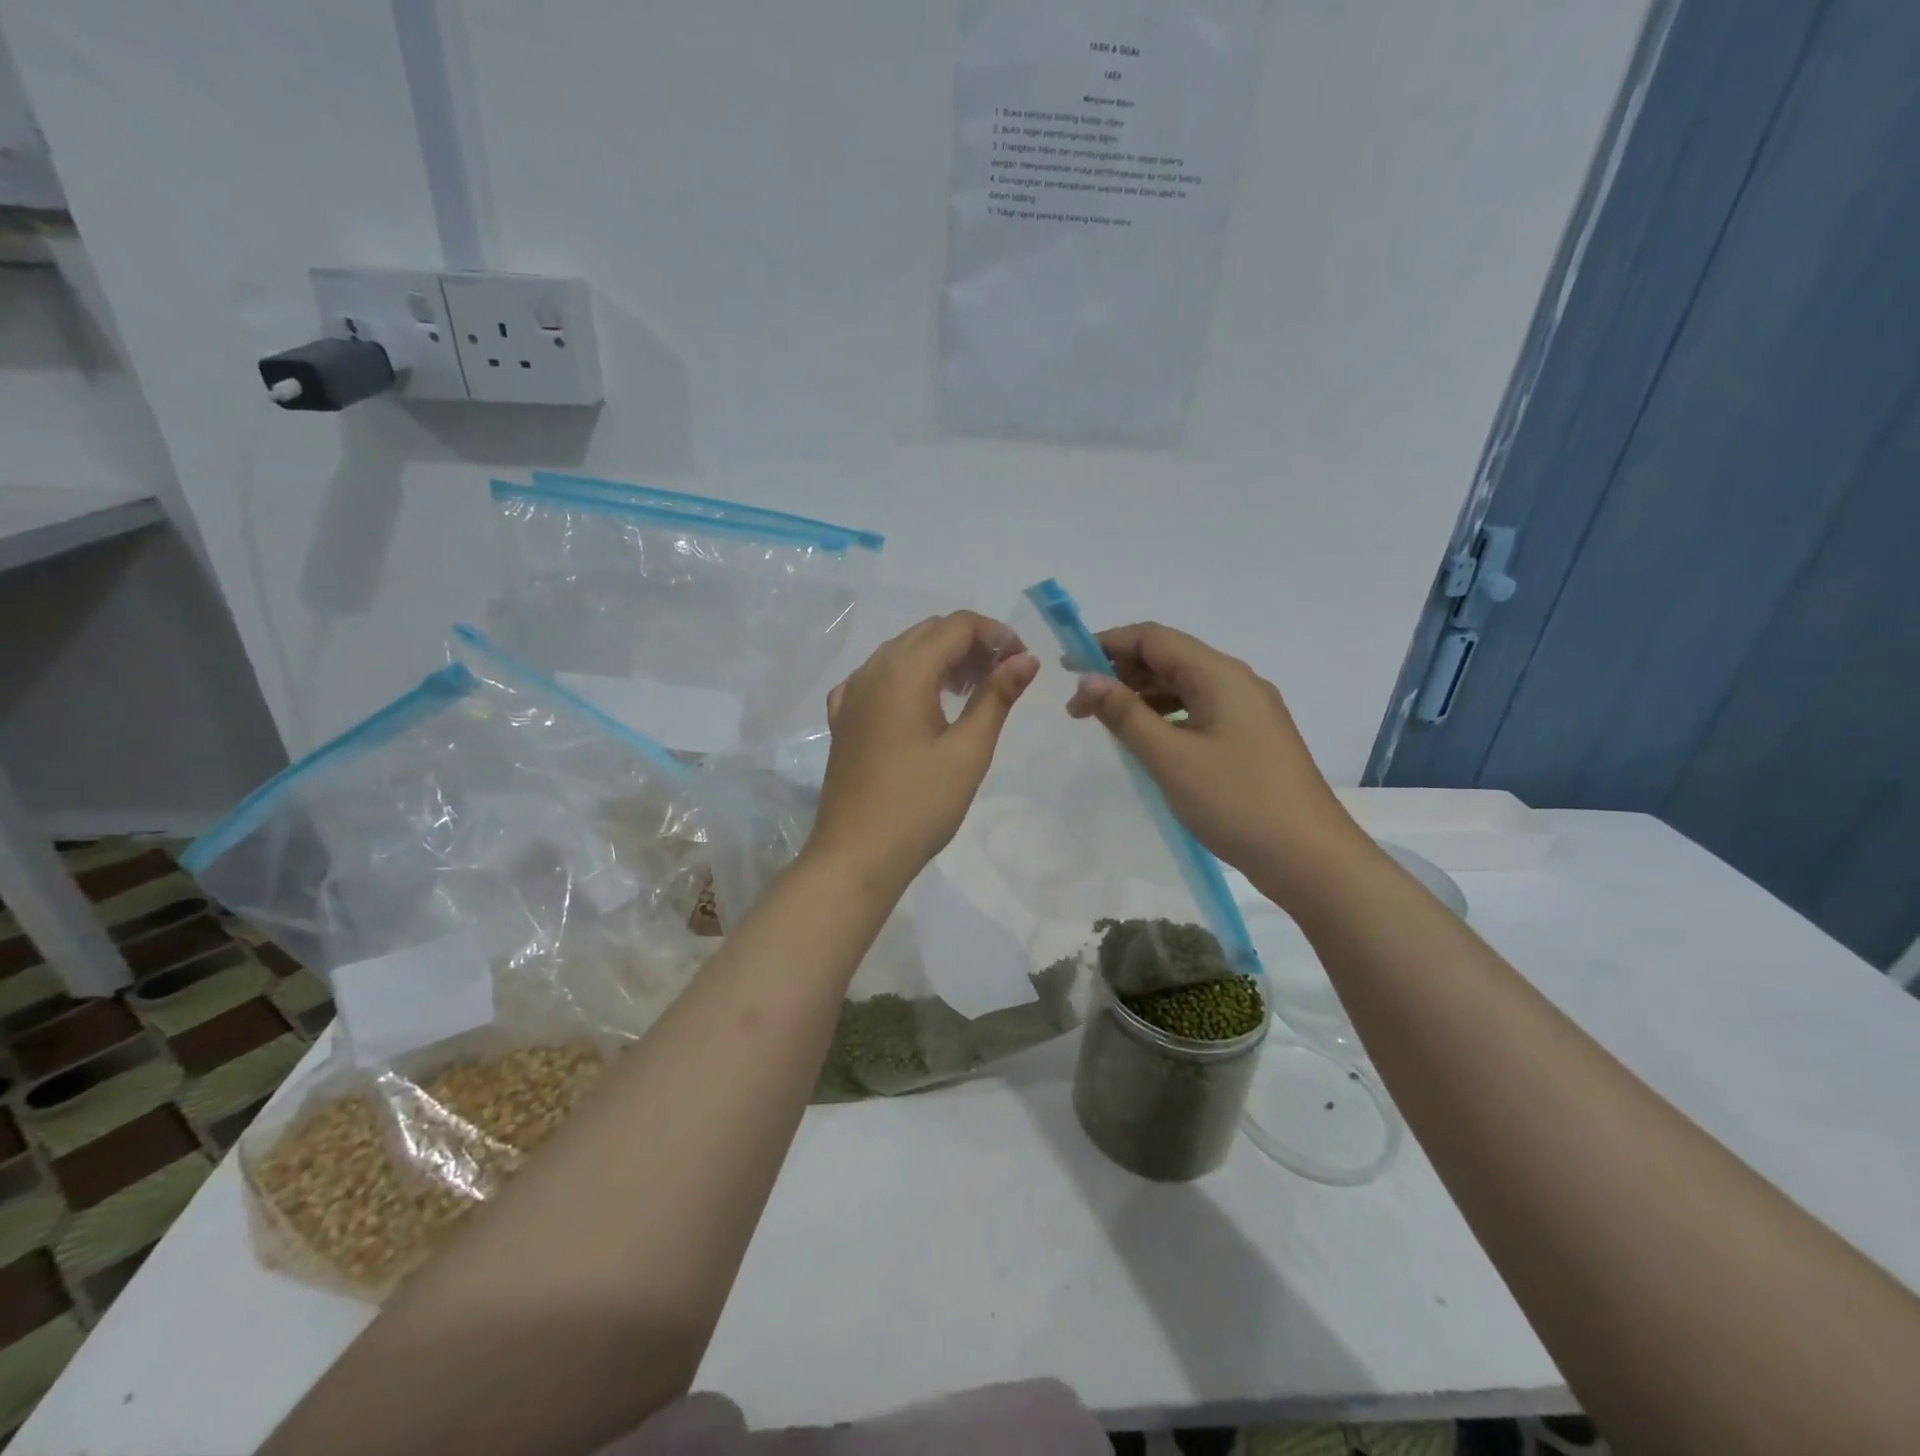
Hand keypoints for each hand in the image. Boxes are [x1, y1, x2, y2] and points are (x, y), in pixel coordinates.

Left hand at [807, 612, 1037, 893]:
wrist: (856, 855)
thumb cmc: (920, 804)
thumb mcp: (968, 750)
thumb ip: (997, 696)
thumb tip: (1026, 659)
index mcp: (903, 671)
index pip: (955, 626)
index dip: (995, 634)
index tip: (1022, 661)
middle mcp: (872, 670)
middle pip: (927, 633)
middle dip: (969, 644)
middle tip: (1002, 677)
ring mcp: (851, 694)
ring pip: (901, 653)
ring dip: (940, 659)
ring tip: (971, 691)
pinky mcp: (843, 719)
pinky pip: (877, 679)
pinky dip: (907, 678)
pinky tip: (922, 705)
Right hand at [1067, 622, 1362, 903]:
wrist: (1308, 857)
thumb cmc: (1236, 801)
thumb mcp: (1170, 758)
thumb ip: (1125, 714)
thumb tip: (1087, 679)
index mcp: (1219, 675)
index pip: (1154, 638)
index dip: (1106, 644)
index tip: (1067, 667)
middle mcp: (1236, 682)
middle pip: (1169, 658)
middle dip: (1121, 673)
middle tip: (1080, 707)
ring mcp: (1247, 710)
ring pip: (1183, 686)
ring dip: (1141, 696)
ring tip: (1106, 724)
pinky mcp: (1250, 738)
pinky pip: (1198, 711)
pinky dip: (1165, 716)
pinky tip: (1146, 741)